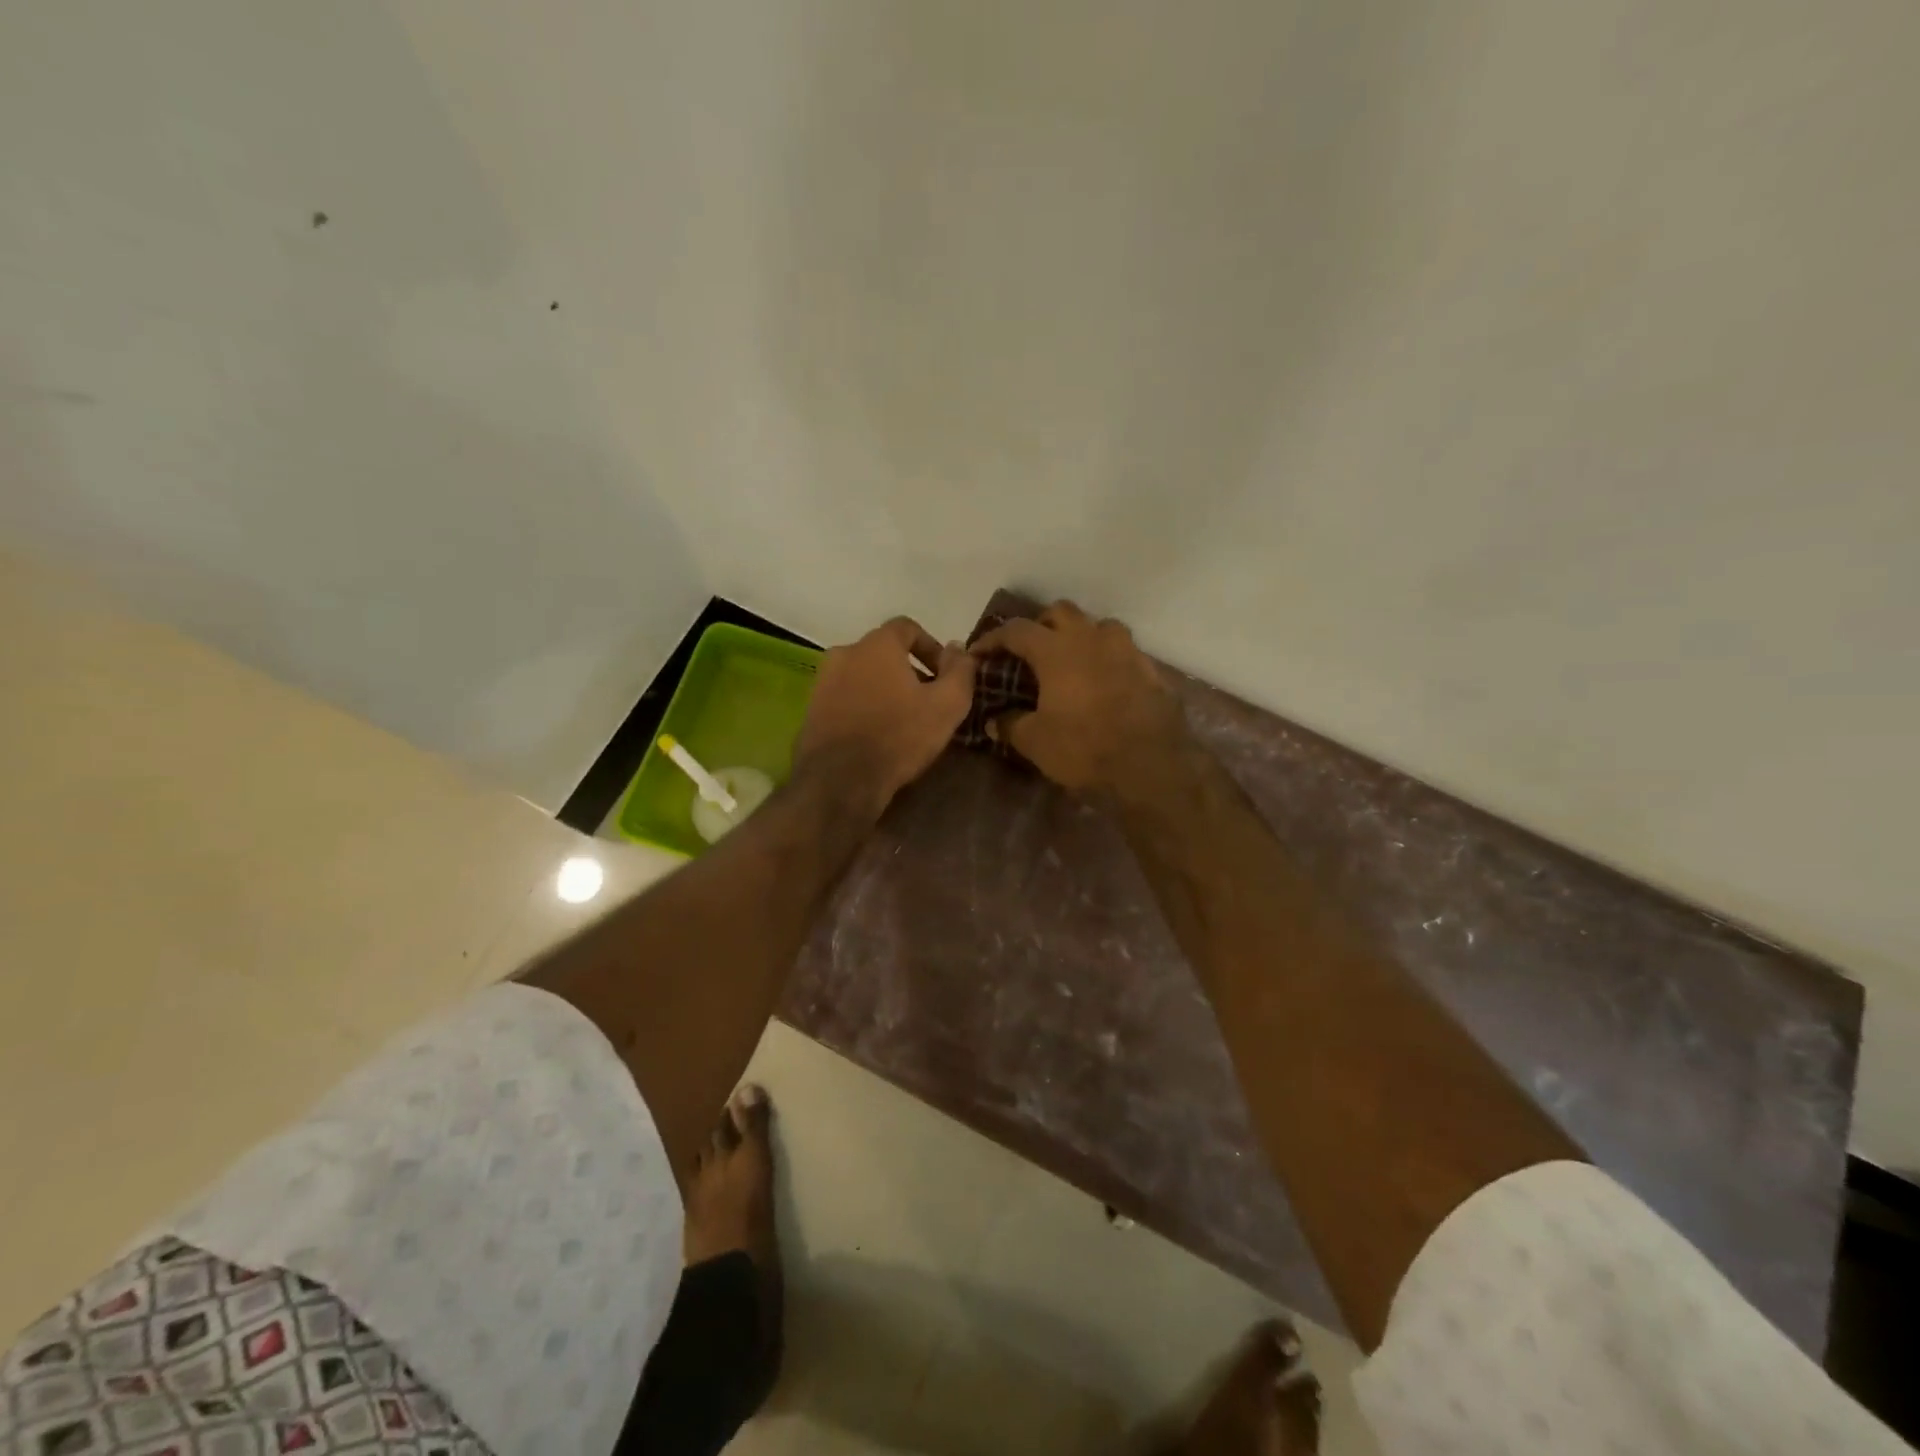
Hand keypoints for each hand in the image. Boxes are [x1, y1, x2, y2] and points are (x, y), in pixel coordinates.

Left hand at [795, 616, 976, 811]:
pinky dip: (864, 706)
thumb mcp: (947, 705)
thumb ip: (960, 670)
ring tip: (903, 720)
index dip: (931, 647)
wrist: (840, 780)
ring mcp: (823, 681)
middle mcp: (844, 653)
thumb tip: (959, 648)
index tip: (945, 675)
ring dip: (885, 689)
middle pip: (884, 652)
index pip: (907, 628)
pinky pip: (846, 697)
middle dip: (909, 671)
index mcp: (876, 645)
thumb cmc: (899, 737)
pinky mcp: (812, 709)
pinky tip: (877, 734)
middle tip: (928, 700)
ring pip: (863, 675)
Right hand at [969, 601, 1188, 796]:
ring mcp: (1126, 651)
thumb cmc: (1084, 748)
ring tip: (1072, 660)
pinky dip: (1108, 659)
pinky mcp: (1151, 670)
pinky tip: (1104, 683)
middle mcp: (1091, 639)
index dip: (994, 638)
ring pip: (1099, 625)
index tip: (980, 653)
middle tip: (1029, 650)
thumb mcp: (1036, 742)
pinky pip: (1124, 652)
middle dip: (1040, 625)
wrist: (1151, 766)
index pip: (1016, 630)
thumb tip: (993, 722)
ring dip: (1081, 635)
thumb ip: (1011, 725)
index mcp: (1057, 650)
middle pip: (1060, 612)